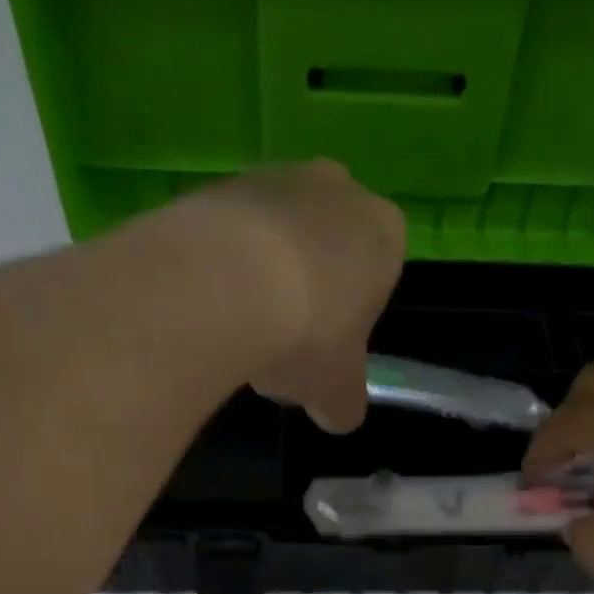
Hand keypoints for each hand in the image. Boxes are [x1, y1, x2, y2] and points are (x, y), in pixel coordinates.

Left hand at [169, 160, 405, 432]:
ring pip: (276, 237)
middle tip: (284, 340)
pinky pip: (229, 233)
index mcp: (384, 233)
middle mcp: (337, 189)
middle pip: (326, 248)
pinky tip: (209, 306)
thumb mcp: (338, 392)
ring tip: (239, 329)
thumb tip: (339, 416)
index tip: (328, 347)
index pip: (379, 273)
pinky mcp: (218, 184)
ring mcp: (275, 177)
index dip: (352, 317)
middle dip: (309, 289)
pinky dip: (222, 265)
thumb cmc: (308, 336)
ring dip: (263, 276)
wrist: (223, 285)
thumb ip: (345, 404)